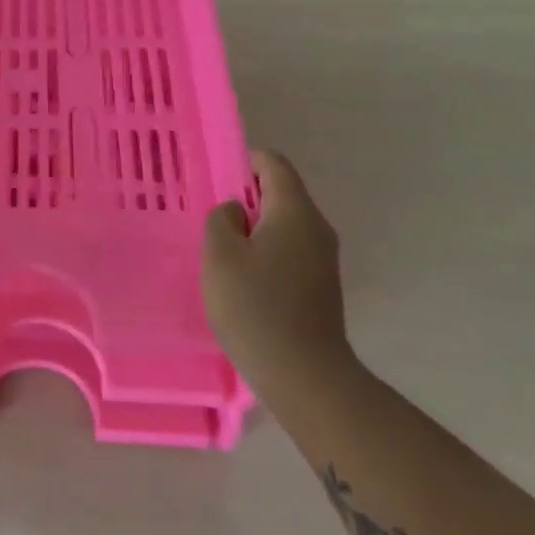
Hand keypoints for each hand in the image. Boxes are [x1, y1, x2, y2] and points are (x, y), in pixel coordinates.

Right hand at [203, 149, 350, 383]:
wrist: (304, 373)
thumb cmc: (255, 306)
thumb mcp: (220, 254)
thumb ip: (222, 219)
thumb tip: (237, 211)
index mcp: (295, 211)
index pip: (274, 164)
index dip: (245, 161)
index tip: (217, 176)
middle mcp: (316, 228)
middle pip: (282, 193)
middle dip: (247, 196)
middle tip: (212, 215)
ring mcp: (323, 259)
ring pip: (285, 225)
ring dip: (255, 227)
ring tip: (222, 248)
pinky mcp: (321, 285)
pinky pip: (291, 251)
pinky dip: (266, 251)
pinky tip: (243, 277)